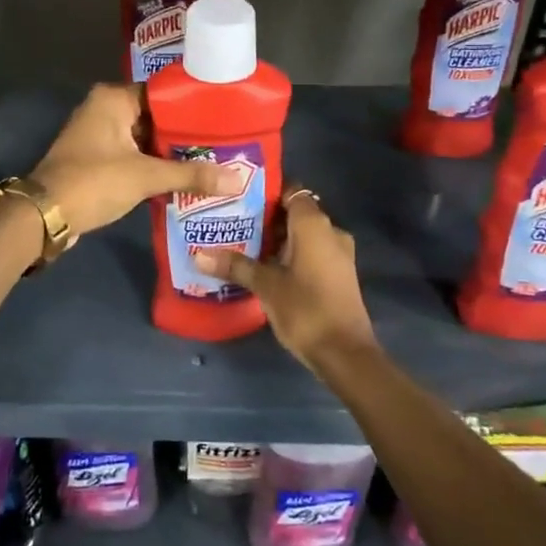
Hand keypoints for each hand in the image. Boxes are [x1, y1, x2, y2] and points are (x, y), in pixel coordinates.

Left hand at [32, 84, 243, 238]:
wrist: (45, 215)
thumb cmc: (94, 182)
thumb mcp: (145, 177)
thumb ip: (191, 175)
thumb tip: (238, 179)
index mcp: (113, 98)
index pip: (163, 93)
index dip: (193, 107)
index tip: (225, 119)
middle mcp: (104, 108)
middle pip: (156, 116)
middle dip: (185, 133)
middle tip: (225, 143)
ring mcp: (99, 134)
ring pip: (145, 138)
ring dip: (170, 152)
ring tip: (213, 160)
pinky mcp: (97, 158)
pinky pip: (133, 154)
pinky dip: (154, 165)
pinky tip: (183, 177)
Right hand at [191, 185, 376, 372]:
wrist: (346, 354)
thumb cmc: (306, 309)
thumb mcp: (266, 286)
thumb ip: (235, 266)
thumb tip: (199, 255)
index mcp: (314, 225)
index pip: (291, 191)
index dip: (267, 192)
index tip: (240, 199)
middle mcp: (330, 231)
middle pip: (295, 213)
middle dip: (266, 218)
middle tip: (233, 224)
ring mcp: (338, 254)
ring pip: (303, 235)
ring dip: (278, 239)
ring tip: (243, 246)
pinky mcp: (338, 274)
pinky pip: (311, 252)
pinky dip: (291, 254)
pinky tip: (265, 268)